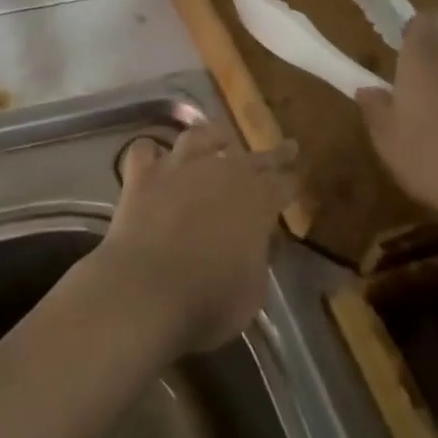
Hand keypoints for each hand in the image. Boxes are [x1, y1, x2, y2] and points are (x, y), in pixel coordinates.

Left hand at [91, 123, 299, 356]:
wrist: (145, 291)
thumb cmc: (209, 300)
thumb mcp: (253, 289)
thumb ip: (258, 257)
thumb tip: (258, 241)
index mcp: (257, 201)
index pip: (283, 184)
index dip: (291, 181)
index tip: (297, 176)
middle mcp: (220, 173)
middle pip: (251, 157)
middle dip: (271, 155)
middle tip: (284, 147)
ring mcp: (177, 169)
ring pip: (198, 137)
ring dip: (212, 136)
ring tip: (218, 137)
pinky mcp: (140, 177)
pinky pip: (145, 151)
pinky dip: (151, 152)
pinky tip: (154, 155)